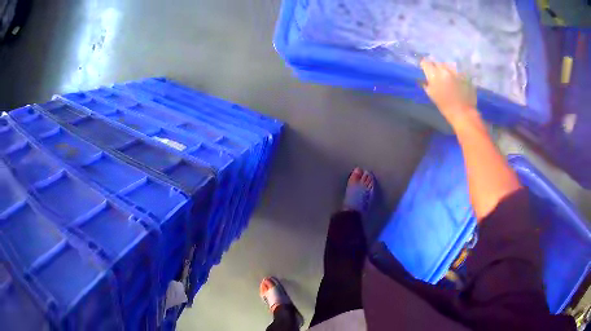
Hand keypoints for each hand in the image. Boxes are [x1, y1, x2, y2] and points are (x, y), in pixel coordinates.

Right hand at [420, 60, 477, 126]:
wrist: (463, 112)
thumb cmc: (445, 106)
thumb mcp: (432, 95)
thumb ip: (427, 83)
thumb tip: (426, 78)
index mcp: (434, 75)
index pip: (425, 63)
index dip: (425, 65)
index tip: (425, 68)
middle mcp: (444, 70)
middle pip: (436, 62)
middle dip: (435, 66)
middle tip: (436, 73)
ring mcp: (454, 71)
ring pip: (446, 64)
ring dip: (445, 69)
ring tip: (447, 76)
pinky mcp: (463, 74)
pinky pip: (455, 70)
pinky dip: (454, 73)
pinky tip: (455, 80)